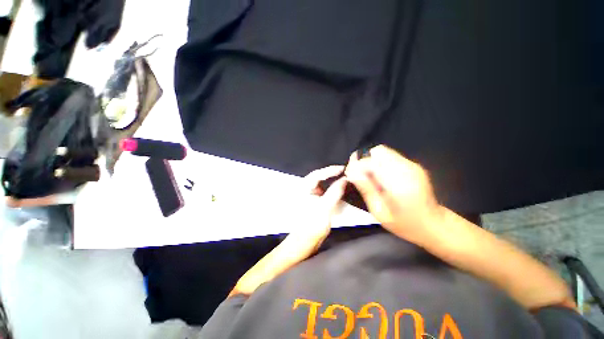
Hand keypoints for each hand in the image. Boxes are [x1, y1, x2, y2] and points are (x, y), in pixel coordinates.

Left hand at [229, 167, 346, 296]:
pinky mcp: (312, 203)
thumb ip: (334, 193)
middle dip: (331, 174)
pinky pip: (323, 192)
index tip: (344, 168)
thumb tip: (344, 180)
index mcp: (303, 189)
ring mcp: (308, 196)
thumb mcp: (324, 209)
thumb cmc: (310, 226)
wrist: (302, 244)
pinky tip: (338, 191)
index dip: (331, 170)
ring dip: (332, 182)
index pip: (318, 174)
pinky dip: (331, 191)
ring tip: (344, 179)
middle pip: (319, 177)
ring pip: (321, 185)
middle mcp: (304, 190)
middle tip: (345, 173)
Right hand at [344, 145, 443, 240]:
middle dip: (365, 161)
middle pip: (377, 151)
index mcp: (397, 183)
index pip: (370, 162)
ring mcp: (412, 165)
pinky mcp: (414, 165)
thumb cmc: (404, 223)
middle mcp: (406, 169)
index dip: (357, 166)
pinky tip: (383, 178)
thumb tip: (351, 172)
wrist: (433, 224)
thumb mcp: (379, 212)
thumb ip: (366, 189)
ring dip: (373, 162)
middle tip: (362, 177)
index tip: (351, 175)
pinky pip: (391, 156)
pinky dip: (381, 163)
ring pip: (383, 152)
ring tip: (373, 178)